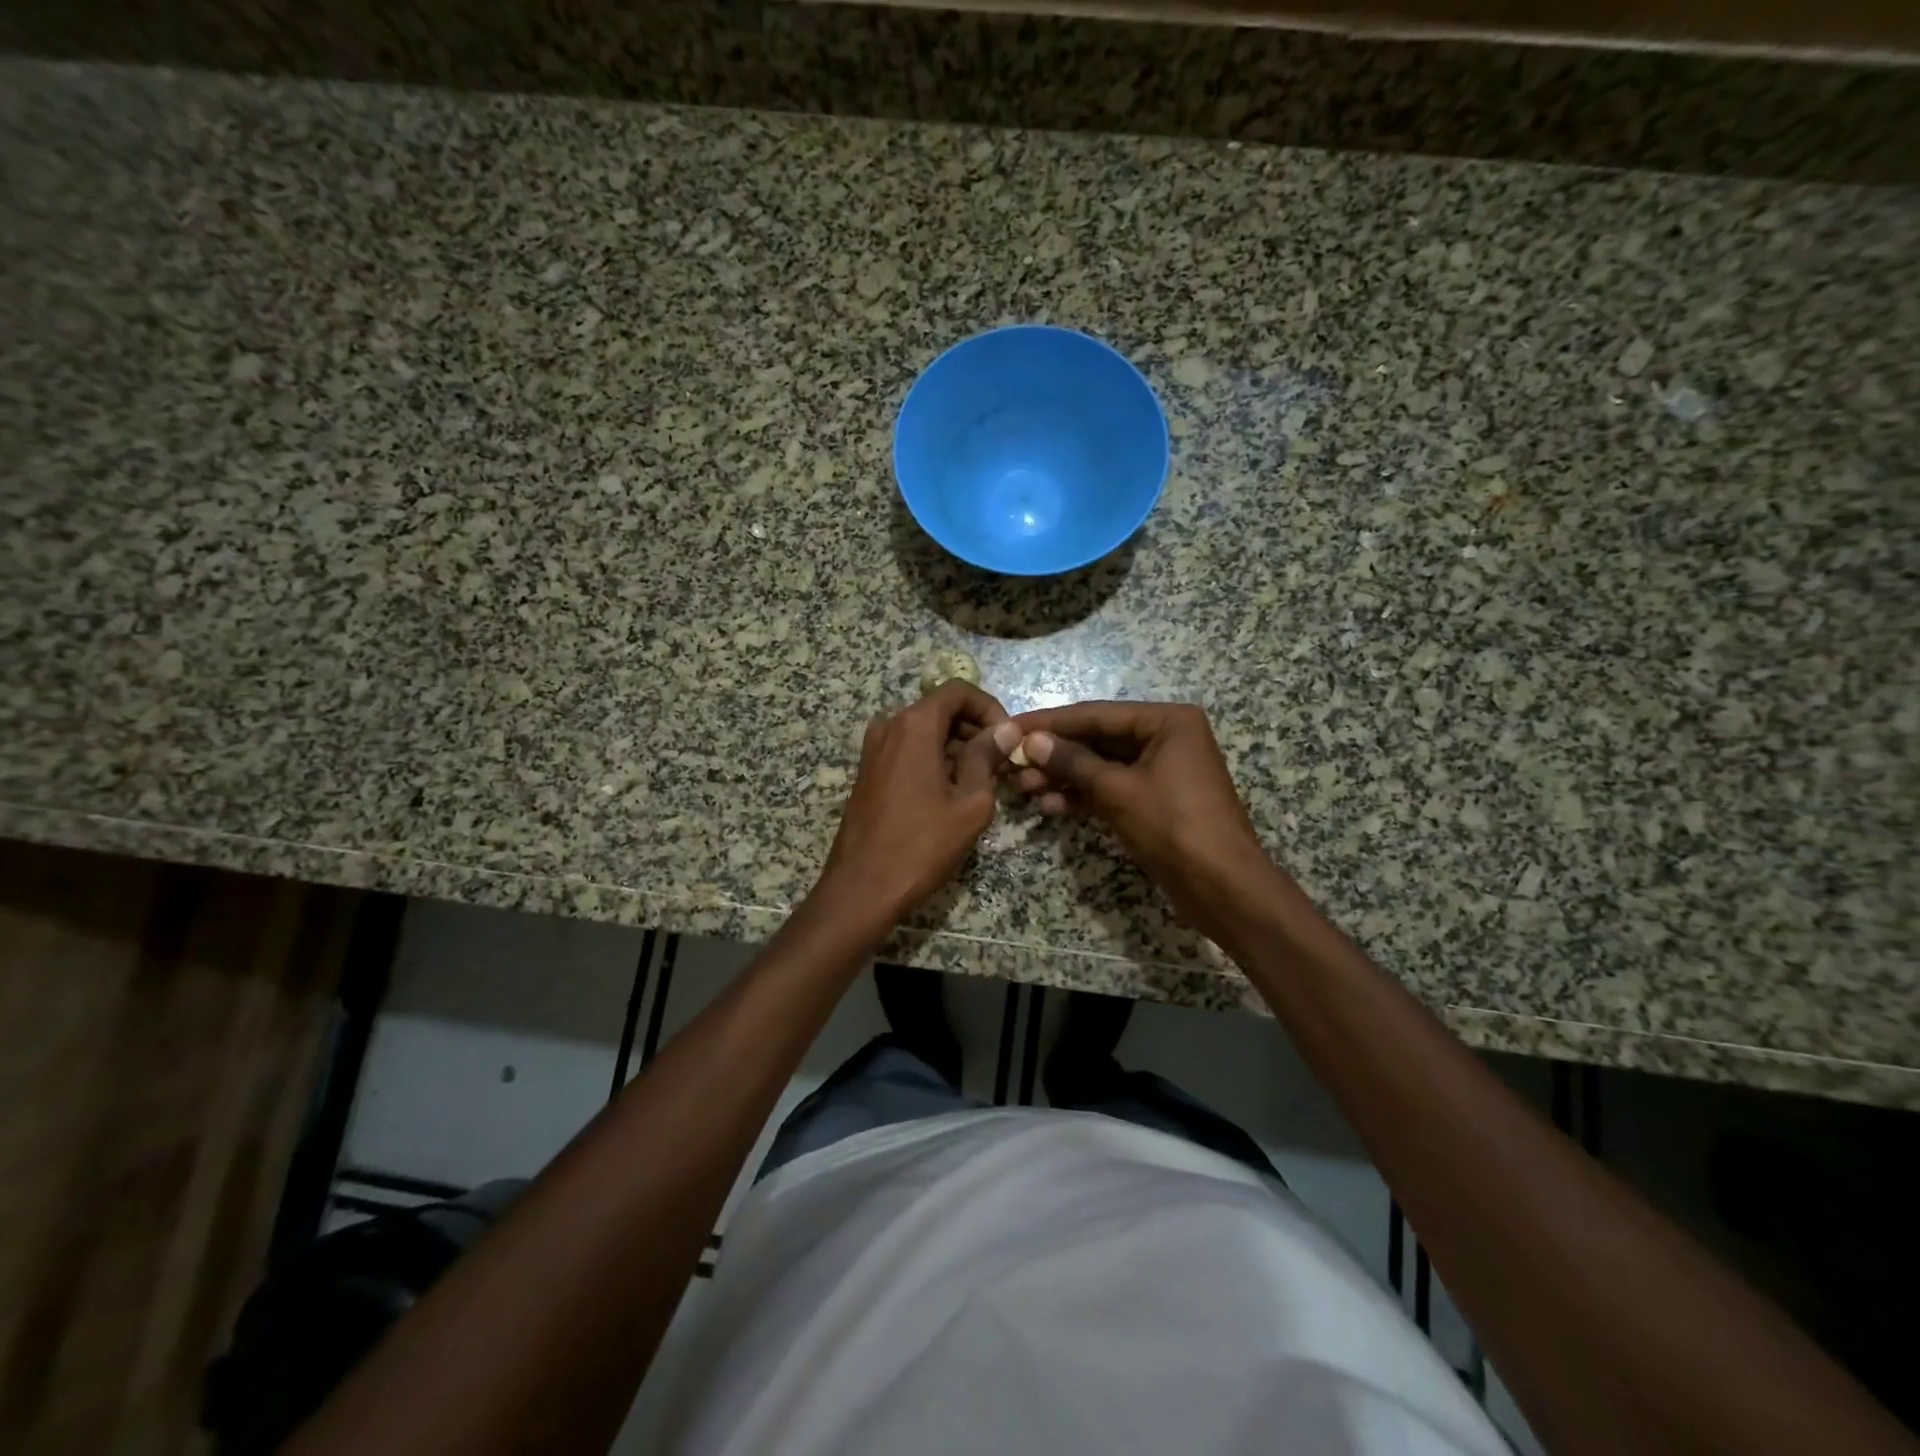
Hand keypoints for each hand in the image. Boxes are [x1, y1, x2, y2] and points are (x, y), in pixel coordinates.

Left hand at [820, 681, 1020, 917]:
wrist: (862, 887)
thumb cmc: (922, 844)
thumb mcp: (970, 802)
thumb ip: (987, 758)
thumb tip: (1006, 730)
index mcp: (914, 725)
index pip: (958, 691)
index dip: (989, 708)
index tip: (1008, 738)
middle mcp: (889, 726)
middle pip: (940, 709)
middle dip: (975, 729)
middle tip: (1002, 763)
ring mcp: (874, 749)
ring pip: (924, 732)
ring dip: (956, 747)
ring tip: (983, 782)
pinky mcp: (869, 772)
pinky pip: (908, 751)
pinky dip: (934, 760)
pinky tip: (952, 793)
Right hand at [1010, 701, 1283, 942]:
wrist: (1223, 888)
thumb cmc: (1175, 827)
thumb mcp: (1118, 790)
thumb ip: (1073, 762)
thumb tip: (1030, 741)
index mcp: (1167, 721)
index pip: (1096, 714)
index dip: (1050, 723)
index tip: (1010, 726)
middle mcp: (1165, 737)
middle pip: (1097, 739)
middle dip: (1054, 754)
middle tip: (1011, 763)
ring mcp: (1160, 769)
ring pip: (1101, 766)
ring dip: (1064, 777)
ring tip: (1023, 789)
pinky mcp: (1154, 799)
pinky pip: (1112, 788)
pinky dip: (1083, 796)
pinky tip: (1050, 807)